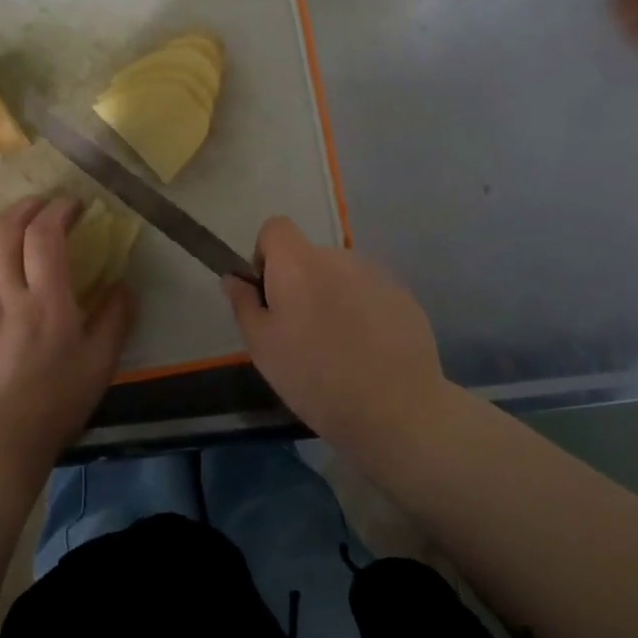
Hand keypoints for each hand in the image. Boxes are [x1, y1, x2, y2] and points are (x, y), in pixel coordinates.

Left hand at [0, 196, 133, 471]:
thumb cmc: (55, 403)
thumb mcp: (100, 364)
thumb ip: (115, 318)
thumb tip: (123, 285)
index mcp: (45, 299)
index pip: (44, 234)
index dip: (58, 210)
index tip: (73, 205)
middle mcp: (5, 293)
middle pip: (3, 230)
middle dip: (25, 207)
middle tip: (43, 207)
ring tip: (15, 230)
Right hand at [224, 217, 449, 456]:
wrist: (395, 409)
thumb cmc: (315, 377)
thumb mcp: (263, 348)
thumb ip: (244, 304)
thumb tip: (233, 278)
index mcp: (298, 263)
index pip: (276, 228)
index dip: (266, 255)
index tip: (269, 295)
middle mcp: (338, 257)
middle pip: (309, 256)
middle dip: (301, 284)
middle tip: (302, 333)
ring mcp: (376, 275)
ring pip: (341, 276)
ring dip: (333, 297)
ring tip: (339, 347)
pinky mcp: (404, 296)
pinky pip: (370, 293)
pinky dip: (363, 312)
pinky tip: (369, 352)